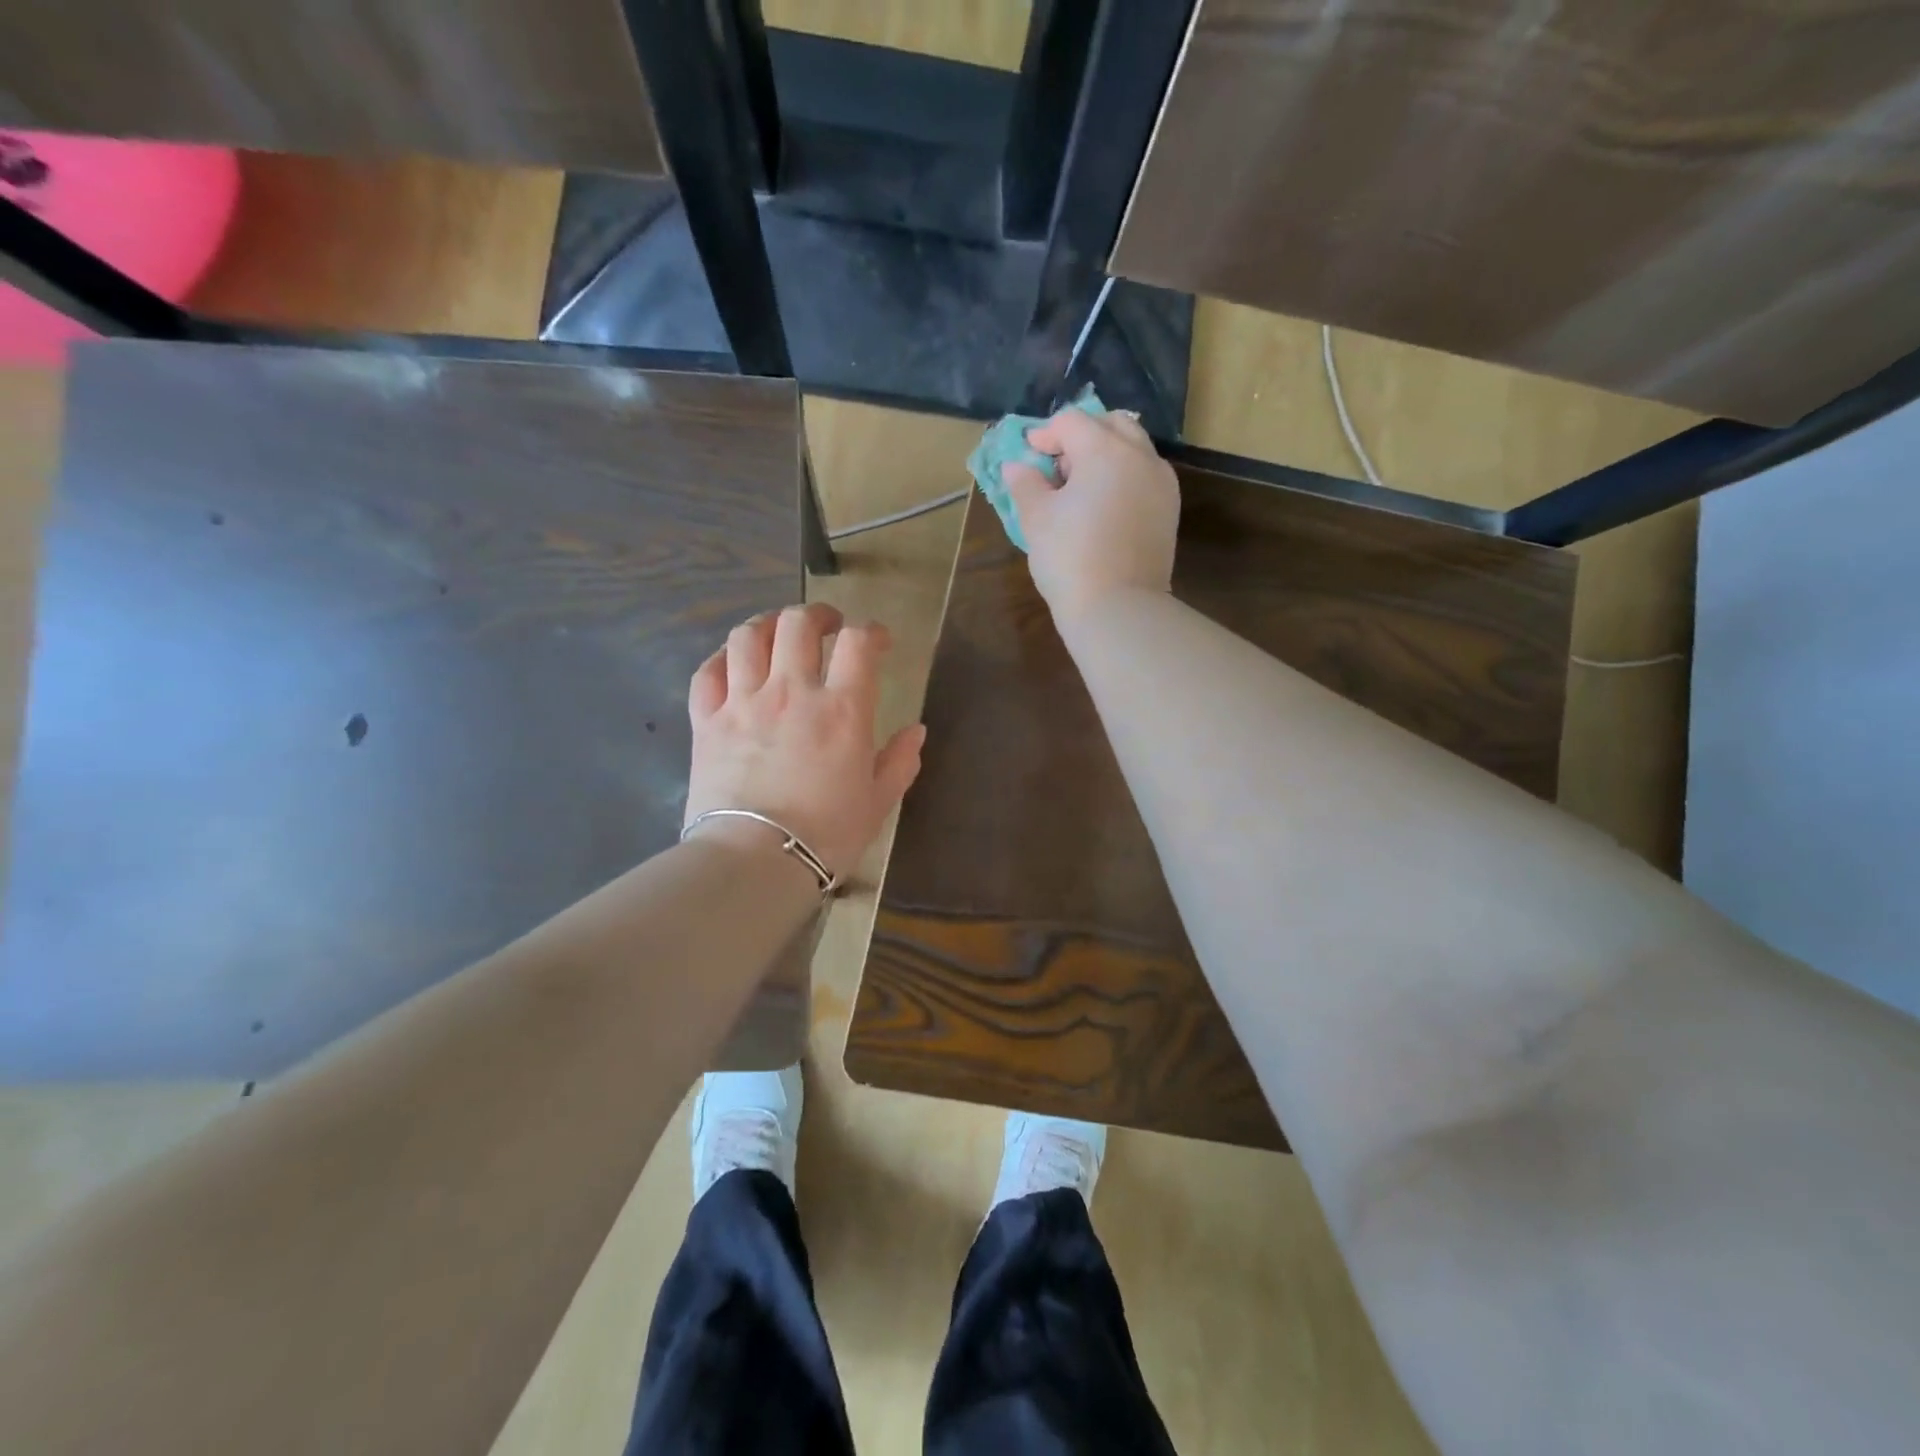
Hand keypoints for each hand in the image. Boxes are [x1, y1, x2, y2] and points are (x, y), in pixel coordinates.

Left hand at [684, 603, 926, 881]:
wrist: (756, 861)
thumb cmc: (826, 835)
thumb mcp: (878, 802)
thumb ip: (899, 761)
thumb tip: (917, 731)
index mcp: (842, 710)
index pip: (859, 643)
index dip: (872, 632)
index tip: (878, 643)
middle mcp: (791, 692)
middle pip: (799, 624)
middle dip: (818, 615)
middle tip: (828, 626)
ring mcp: (743, 702)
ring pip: (748, 636)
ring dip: (768, 625)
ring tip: (778, 634)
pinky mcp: (706, 721)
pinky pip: (707, 672)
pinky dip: (722, 660)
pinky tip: (732, 664)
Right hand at [1002, 408, 1179, 625]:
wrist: (1118, 608)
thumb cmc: (1069, 559)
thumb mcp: (1036, 519)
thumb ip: (1025, 484)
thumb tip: (1016, 466)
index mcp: (1106, 451)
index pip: (1072, 422)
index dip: (1045, 434)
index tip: (1028, 455)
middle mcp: (1141, 457)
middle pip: (1110, 425)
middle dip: (1081, 437)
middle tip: (1057, 467)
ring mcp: (1161, 483)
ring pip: (1133, 449)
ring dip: (1105, 455)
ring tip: (1080, 488)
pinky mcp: (1169, 510)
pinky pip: (1145, 476)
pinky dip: (1123, 477)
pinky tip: (1104, 506)